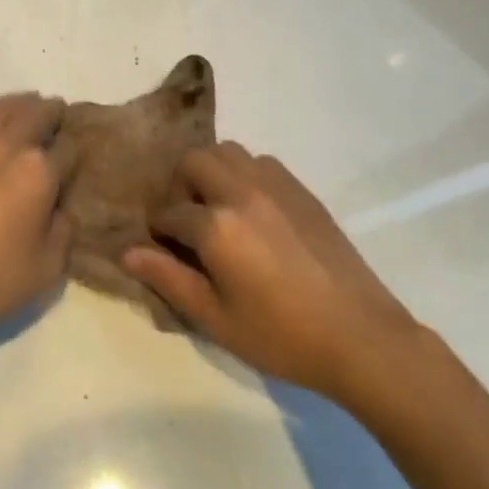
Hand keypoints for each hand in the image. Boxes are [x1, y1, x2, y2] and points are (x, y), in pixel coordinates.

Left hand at [0, 92, 71, 362]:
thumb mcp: (48, 267)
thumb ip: (64, 229)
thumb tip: (60, 208)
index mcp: (40, 170)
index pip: (69, 147)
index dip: (74, 156)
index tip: (72, 166)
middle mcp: (10, 143)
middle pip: (40, 110)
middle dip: (54, 115)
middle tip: (56, 127)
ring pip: (5, 104)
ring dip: (22, 106)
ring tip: (26, 118)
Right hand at [123, 142, 428, 410]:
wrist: (360, 336)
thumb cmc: (282, 337)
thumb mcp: (217, 319)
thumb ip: (170, 279)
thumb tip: (127, 251)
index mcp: (216, 226)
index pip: (169, 212)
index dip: (159, 230)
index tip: (162, 247)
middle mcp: (240, 192)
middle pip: (193, 161)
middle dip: (180, 185)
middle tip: (188, 221)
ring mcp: (273, 185)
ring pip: (227, 151)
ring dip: (212, 172)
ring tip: (219, 209)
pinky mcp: (300, 188)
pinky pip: (260, 162)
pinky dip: (245, 174)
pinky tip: (254, 210)